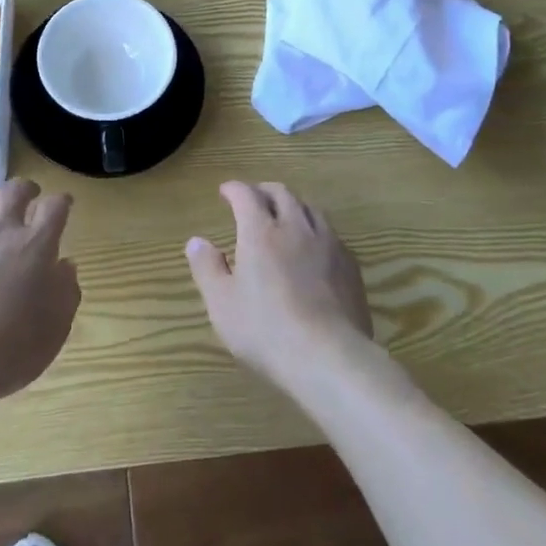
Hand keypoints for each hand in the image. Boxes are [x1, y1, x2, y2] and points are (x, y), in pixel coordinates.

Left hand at [0, 179, 79, 403]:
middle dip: (25, 189)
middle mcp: (0, 233)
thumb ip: (66, 290)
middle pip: (13, 191)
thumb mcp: (56, 327)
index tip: (65, 205)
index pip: (54, 207)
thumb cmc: (12, 348)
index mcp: (35, 246)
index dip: (62, 202)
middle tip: (31, 195)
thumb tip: (65, 266)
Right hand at [185, 180, 373, 392]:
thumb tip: (196, 241)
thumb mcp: (222, 304)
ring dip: (293, 206)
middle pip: (281, 193)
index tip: (225, 191)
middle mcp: (295, 227)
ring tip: (285, 217)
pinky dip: (315, 230)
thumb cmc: (266, 330)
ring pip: (310, 208)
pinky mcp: (349, 264)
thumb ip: (207, 268)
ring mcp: (327, 243)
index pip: (246, 195)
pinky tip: (314, 248)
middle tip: (254, 198)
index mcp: (260, 232)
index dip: (234, 189)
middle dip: (263, 191)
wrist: (329, 357)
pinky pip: (330, 233)